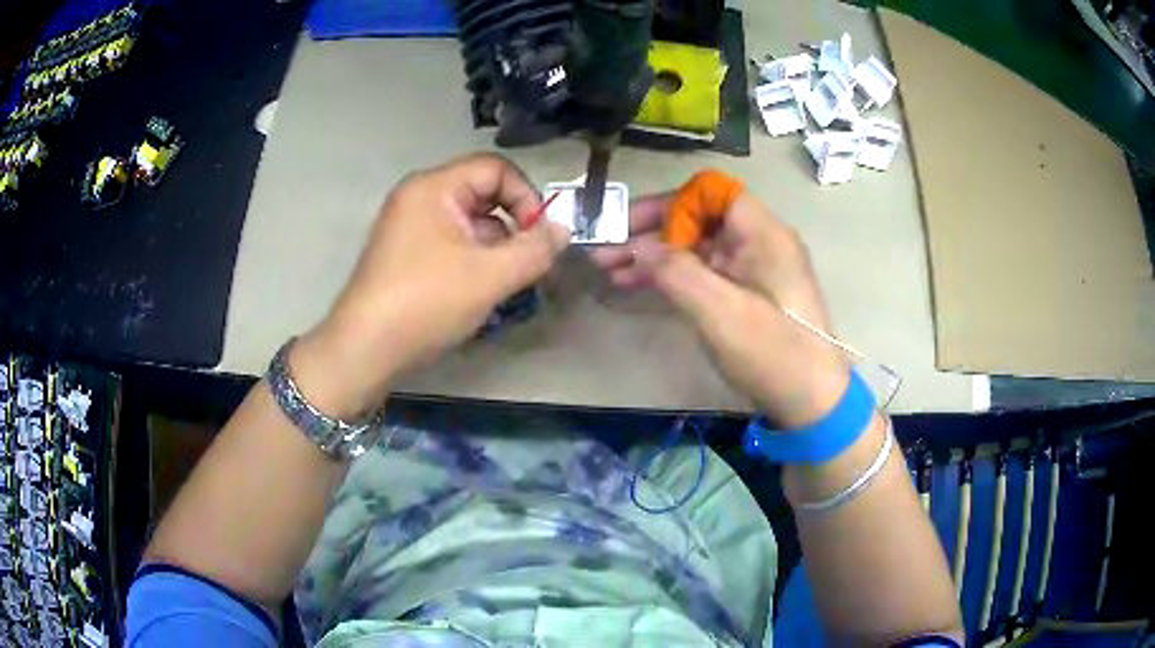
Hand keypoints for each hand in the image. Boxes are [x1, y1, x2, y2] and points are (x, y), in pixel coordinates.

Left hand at [290, 154, 569, 418]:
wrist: (365, 349)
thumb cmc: (425, 303)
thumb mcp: (490, 276)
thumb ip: (535, 249)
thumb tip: (562, 230)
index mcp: (434, 187)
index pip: (496, 169)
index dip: (527, 196)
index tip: (541, 237)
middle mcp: (419, 197)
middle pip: (483, 193)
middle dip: (513, 225)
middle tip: (529, 262)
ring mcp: (409, 225)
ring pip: (469, 221)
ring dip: (496, 247)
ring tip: (505, 282)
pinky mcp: (406, 253)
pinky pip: (451, 242)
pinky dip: (473, 259)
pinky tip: (480, 291)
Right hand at [590, 192, 849, 426]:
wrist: (812, 402)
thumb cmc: (773, 353)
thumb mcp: (721, 312)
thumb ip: (676, 272)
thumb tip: (637, 246)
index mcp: (762, 233)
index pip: (711, 192)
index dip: (672, 203)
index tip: (636, 228)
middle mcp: (757, 242)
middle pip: (698, 218)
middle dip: (651, 231)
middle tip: (606, 248)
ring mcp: (751, 269)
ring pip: (695, 246)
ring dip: (654, 254)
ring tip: (609, 268)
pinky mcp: (744, 294)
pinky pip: (703, 272)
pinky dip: (671, 276)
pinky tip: (635, 284)